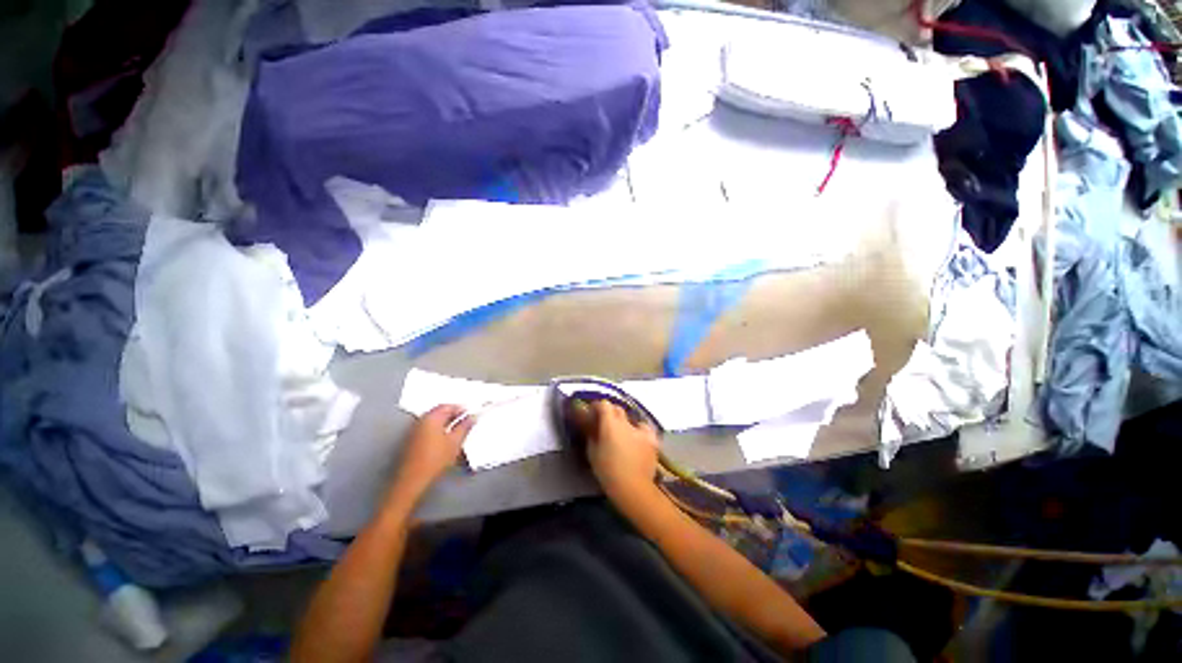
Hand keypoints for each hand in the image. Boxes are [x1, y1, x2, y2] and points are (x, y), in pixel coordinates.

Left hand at [390, 405, 473, 502]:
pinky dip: (437, 430)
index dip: (461, 409)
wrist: (411, 480)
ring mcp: (414, 430)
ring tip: (457, 432)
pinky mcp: (410, 440)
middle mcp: (421, 420)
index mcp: (432, 417)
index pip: (448, 406)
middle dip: (453, 415)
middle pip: (439, 412)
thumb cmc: (436, 459)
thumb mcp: (455, 442)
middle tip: (466, 422)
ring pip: (433, 421)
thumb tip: (472, 416)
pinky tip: (444, 440)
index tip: (471, 415)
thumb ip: (465, 426)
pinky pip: (427, 429)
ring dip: (445, 423)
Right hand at [586, 400, 659, 503]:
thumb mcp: (592, 454)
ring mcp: (641, 430)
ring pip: (632, 419)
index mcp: (610, 424)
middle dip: (611, 412)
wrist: (633, 487)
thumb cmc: (608, 472)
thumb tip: (593, 430)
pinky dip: (640, 431)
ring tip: (624, 433)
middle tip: (606, 423)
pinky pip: (645, 429)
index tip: (593, 412)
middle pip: (618, 409)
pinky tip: (638, 439)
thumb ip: (592, 437)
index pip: (604, 405)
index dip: (598, 406)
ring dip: (626, 423)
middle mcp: (626, 423)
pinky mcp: (652, 439)